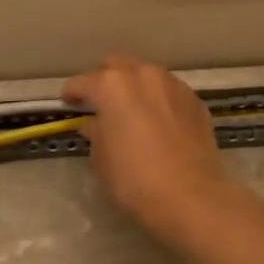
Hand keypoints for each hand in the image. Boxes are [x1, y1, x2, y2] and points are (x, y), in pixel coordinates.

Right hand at [62, 56, 245, 245]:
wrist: (191, 197)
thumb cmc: (134, 179)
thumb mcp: (101, 159)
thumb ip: (95, 133)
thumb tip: (95, 124)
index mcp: (112, 86)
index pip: (83, 82)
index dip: (72, 92)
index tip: (68, 102)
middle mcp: (144, 75)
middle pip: (117, 67)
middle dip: (105, 81)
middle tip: (100, 103)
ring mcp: (173, 85)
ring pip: (147, 76)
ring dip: (135, 87)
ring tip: (132, 110)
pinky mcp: (195, 101)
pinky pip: (169, 92)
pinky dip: (159, 100)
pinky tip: (158, 121)